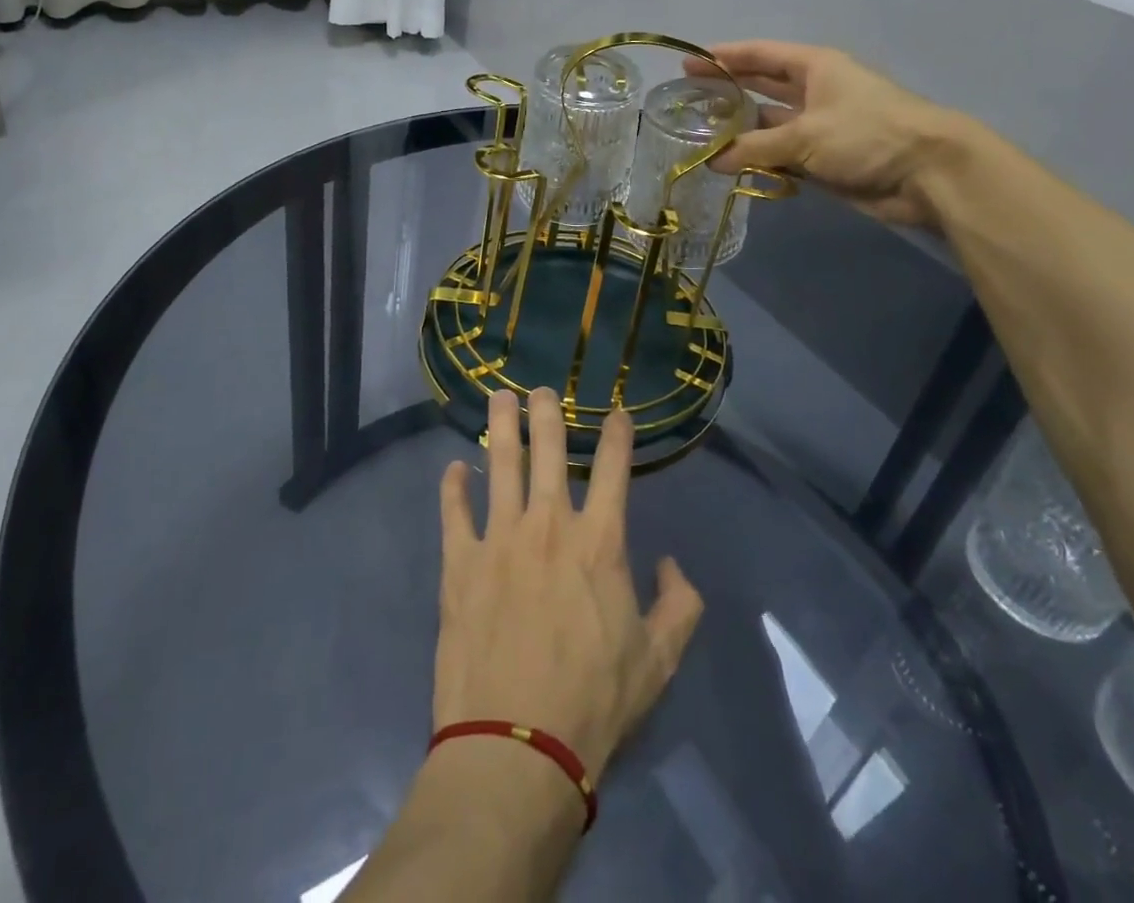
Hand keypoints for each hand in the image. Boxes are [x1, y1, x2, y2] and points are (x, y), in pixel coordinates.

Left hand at [434, 388, 703, 782]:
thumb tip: (673, 565)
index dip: (617, 434)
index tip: (617, 412)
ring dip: (501, 427)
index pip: (613, 469)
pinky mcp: (460, 563)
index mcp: (599, 542)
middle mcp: (549, 525)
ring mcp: (499, 539)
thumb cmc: (595, 701)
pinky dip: (453, 486)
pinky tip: (454, 468)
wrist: (517, 745)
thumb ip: (680, 605)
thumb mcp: (659, 660)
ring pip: (501, 465)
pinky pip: (454, 512)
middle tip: (541, 388)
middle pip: (548, 450)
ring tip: (499, 396)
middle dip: (547, 412)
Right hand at [685, 40, 965, 226]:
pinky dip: (758, 159)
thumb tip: (712, 161)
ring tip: (699, 135)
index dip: (725, 57)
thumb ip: (754, 147)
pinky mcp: (823, 158)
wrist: (926, 173)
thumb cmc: (867, 134)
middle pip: (761, 86)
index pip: (760, 55)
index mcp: (814, 67)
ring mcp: (818, 126)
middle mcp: (813, 91)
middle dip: (727, 90)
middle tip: (687, 97)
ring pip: (768, 125)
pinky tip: (730, 166)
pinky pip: (781, 154)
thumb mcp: (804, 135)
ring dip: (739, 131)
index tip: (689, 61)